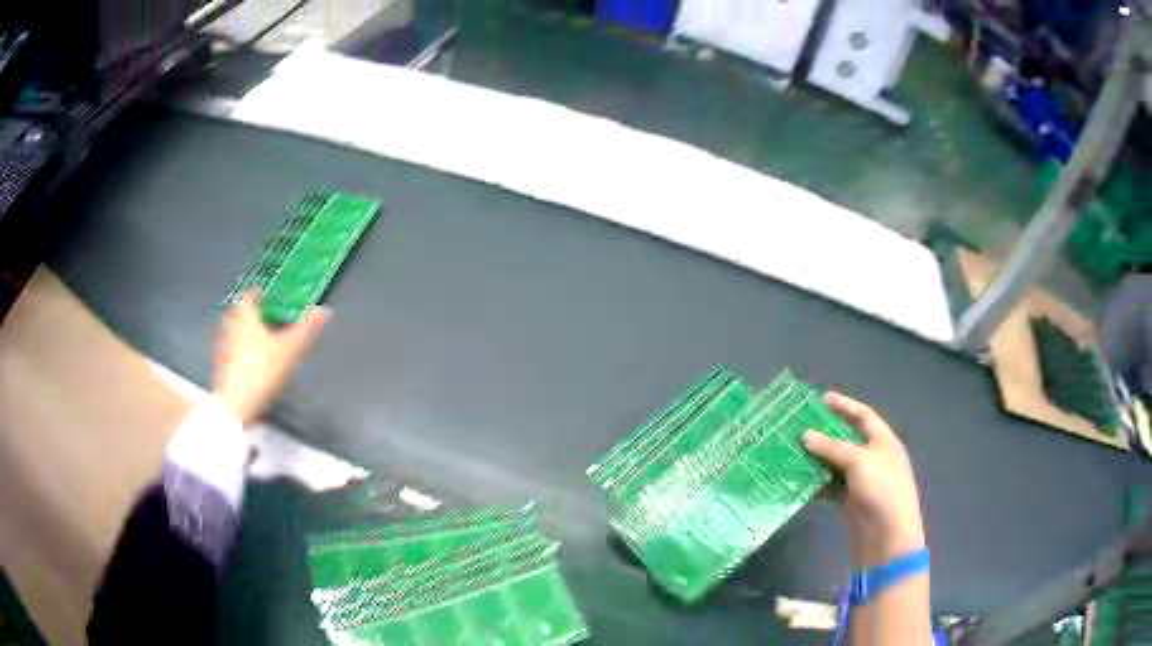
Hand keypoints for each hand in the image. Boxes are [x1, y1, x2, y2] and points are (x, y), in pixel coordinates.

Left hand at [212, 289, 329, 425]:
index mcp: (245, 316)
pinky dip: (241, 352)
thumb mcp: (289, 350)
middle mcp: (230, 326)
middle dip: (253, 314)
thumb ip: (306, 330)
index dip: (260, 293)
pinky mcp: (221, 367)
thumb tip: (324, 310)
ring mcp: (223, 347)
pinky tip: (252, 364)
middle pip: (240, 313)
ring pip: (235, 332)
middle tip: (267, 319)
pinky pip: (232, 351)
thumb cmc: (260, 371)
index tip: (269, 296)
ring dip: (246, 333)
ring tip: (262, 342)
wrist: (234, 406)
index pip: (249, 295)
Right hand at [803, 392, 924, 569]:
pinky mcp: (852, 502)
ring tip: (793, 454)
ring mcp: (863, 482)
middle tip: (800, 428)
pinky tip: (800, 482)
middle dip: (825, 434)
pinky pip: (832, 487)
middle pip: (847, 440)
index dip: (844, 405)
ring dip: (818, 461)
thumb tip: (805, 435)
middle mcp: (874, 458)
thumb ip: (832, 447)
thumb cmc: (881, 490)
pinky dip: (818, 484)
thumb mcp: (859, 462)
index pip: (863, 416)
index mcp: (884, 442)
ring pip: (837, 465)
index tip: (821, 399)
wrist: (888, 537)